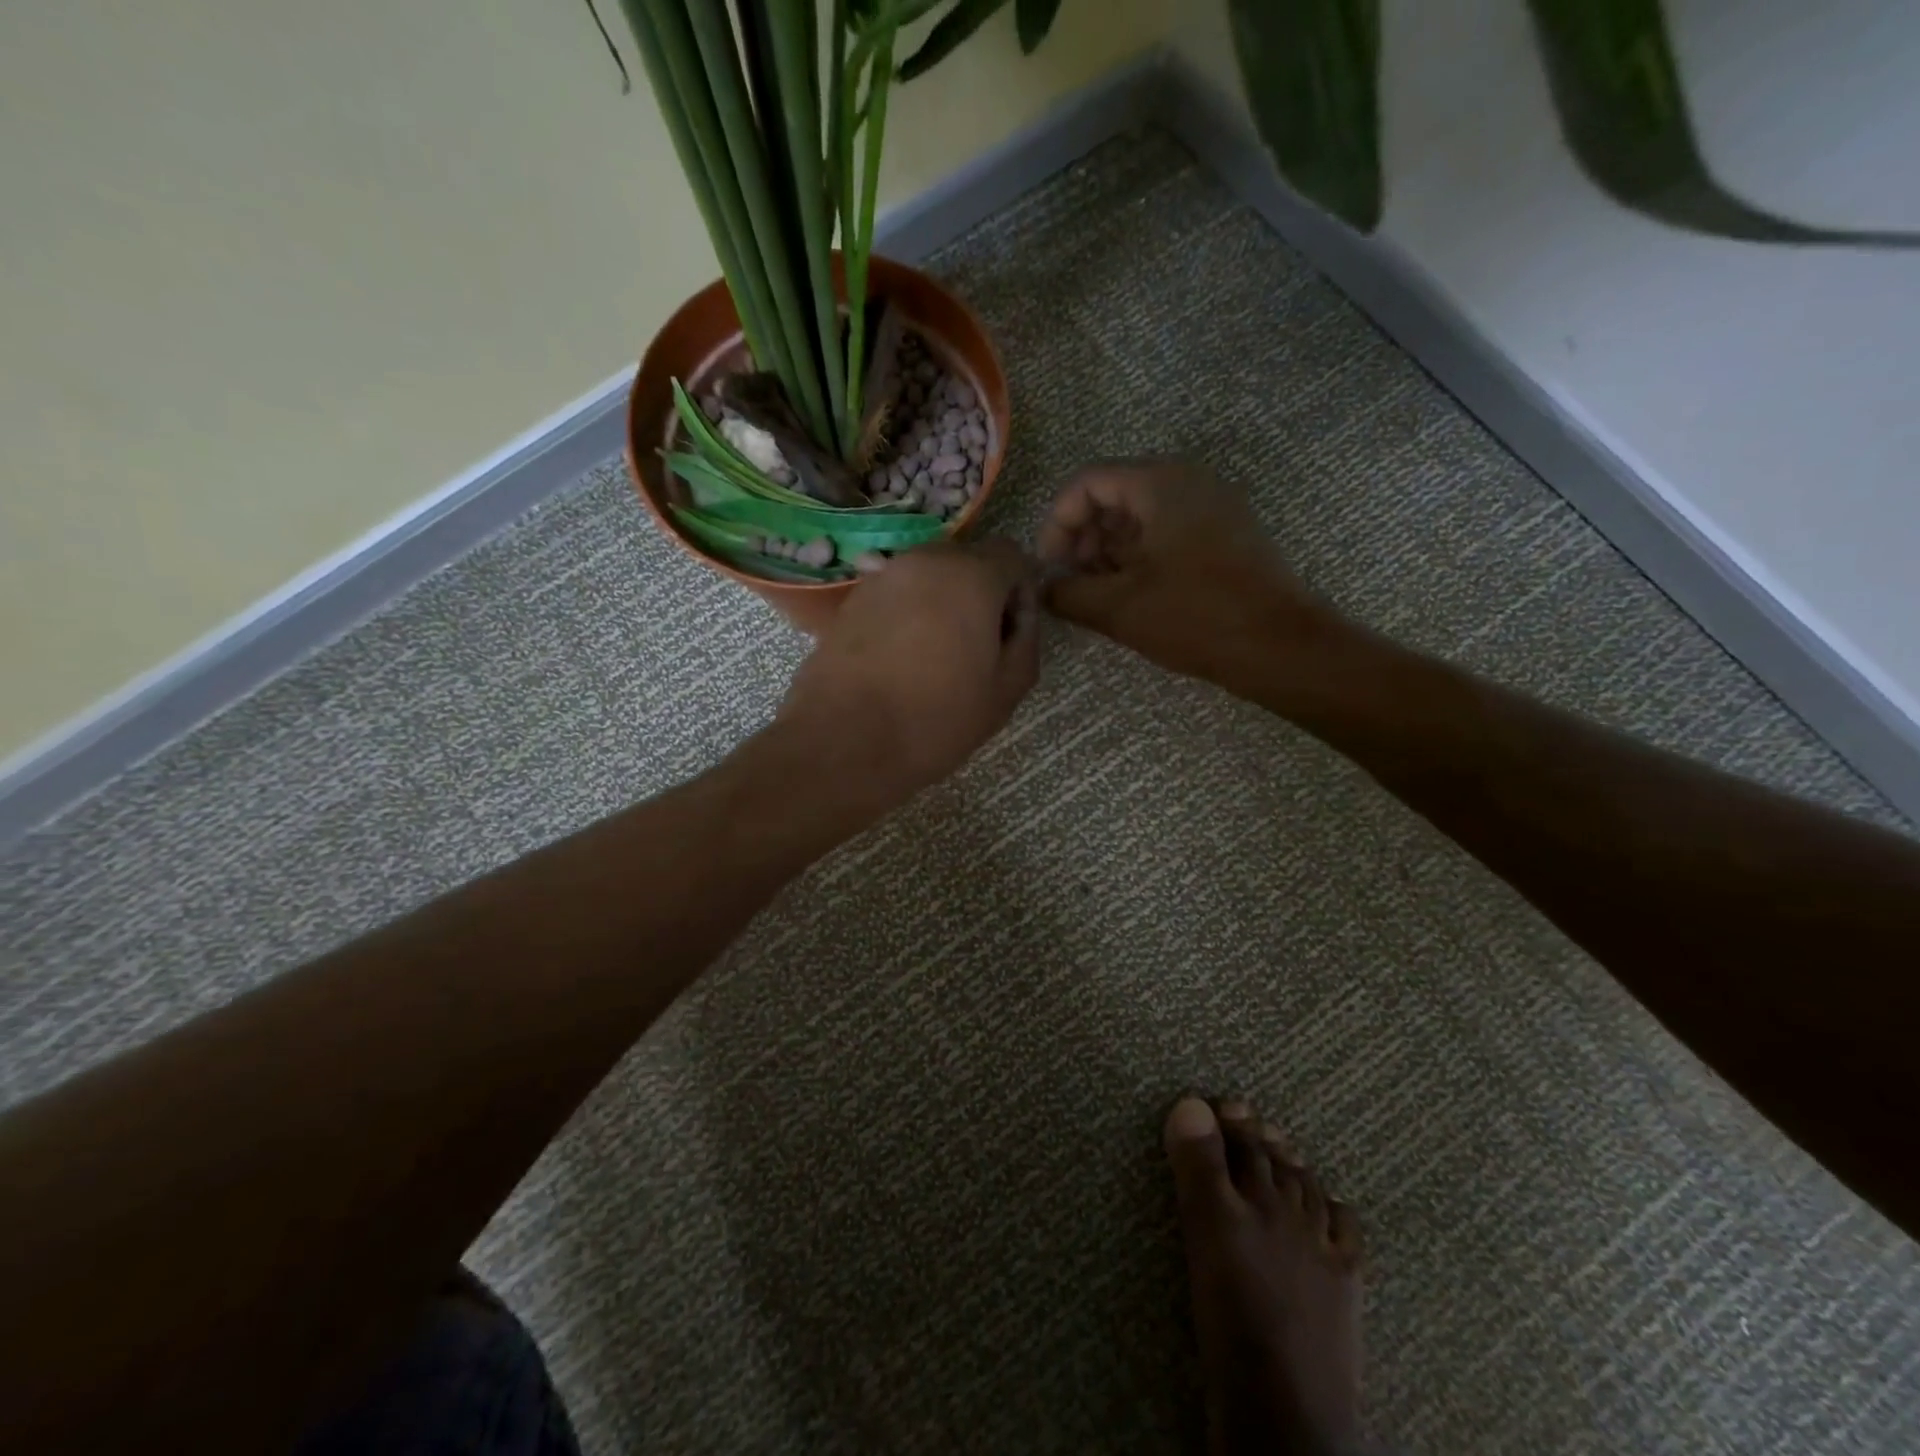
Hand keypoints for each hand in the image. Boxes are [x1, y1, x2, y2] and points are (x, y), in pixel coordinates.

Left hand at [779, 539, 1040, 806]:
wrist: (844, 741)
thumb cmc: (936, 719)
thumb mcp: (1007, 689)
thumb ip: (1026, 638)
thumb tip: (1018, 613)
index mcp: (971, 575)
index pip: (1012, 555)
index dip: (1020, 592)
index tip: (1010, 634)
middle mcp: (925, 560)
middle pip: (968, 562)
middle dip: (980, 595)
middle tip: (975, 649)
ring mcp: (882, 577)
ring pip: (930, 578)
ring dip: (943, 604)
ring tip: (935, 658)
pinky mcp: (852, 600)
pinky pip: (897, 595)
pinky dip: (909, 615)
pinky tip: (901, 661)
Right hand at [1038, 459, 1336, 686]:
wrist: (1280, 646)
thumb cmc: (1196, 617)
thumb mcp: (1118, 608)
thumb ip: (1067, 593)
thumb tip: (1044, 589)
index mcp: (1160, 484)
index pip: (1087, 483)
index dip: (1056, 523)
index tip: (1049, 567)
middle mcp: (1188, 481)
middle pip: (1114, 494)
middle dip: (1083, 537)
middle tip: (1071, 581)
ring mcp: (1212, 505)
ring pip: (1141, 514)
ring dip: (1109, 549)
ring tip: (1096, 593)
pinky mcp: (1225, 533)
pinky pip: (1167, 530)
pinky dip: (1139, 555)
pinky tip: (1130, 593)